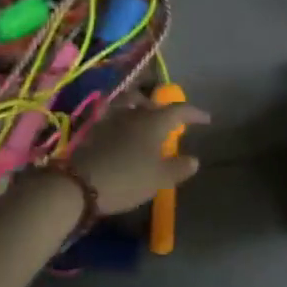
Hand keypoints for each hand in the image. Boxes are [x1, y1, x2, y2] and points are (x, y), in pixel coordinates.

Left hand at [70, 95, 208, 214]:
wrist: (80, 184)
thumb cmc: (128, 179)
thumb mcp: (160, 178)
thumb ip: (179, 167)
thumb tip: (193, 159)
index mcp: (154, 121)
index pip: (179, 110)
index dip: (194, 113)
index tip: (206, 119)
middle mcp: (133, 113)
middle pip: (151, 102)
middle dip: (164, 108)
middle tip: (172, 120)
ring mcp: (111, 118)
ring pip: (129, 104)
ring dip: (141, 108)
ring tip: (146, 121)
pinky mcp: (94, 129)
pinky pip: (114, 115)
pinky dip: (123, 119)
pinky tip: (124, 132)